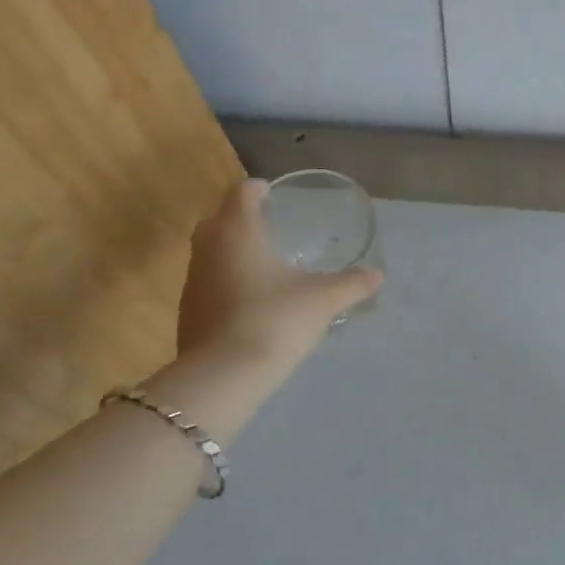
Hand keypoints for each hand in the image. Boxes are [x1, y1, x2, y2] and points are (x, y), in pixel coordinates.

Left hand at [173, 179, 381, 384]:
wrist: (223, 376)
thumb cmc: (275, 320)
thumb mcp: (322, 301)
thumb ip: (350, 284)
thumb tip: (377, 275)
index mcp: (238, 232)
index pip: (241, 193)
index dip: (256, 188)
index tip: (270, 191)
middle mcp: (209, 248)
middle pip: (217, 218)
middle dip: (238, 216)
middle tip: (265, 222)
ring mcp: (193, 281)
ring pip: (208, 251)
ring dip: (228, 249)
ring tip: (258, 260)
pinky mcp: (187, 311)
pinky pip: (206, 282)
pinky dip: (223, 279)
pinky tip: (246, 298)